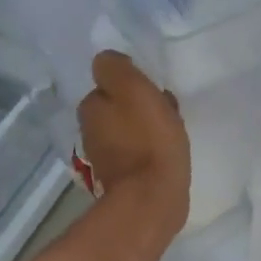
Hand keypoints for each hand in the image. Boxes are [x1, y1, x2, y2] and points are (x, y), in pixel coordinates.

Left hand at [77, 51, 189, 240]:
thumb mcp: (133, 89)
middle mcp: (89, 132)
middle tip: (165, 110)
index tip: (152, 90)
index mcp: (90, 108)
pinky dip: (149, 150)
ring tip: (171, 132)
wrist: (153, 198)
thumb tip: (108, 62)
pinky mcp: (122, 180)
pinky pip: (137, 153)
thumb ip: (116, 68)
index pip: (107, 84)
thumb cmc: (148, 139)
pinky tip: (168, 154)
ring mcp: (104, 158)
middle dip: (138, 107)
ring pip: (127, 130)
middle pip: (117, 108)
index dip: (131, 84)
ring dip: (145, 128)